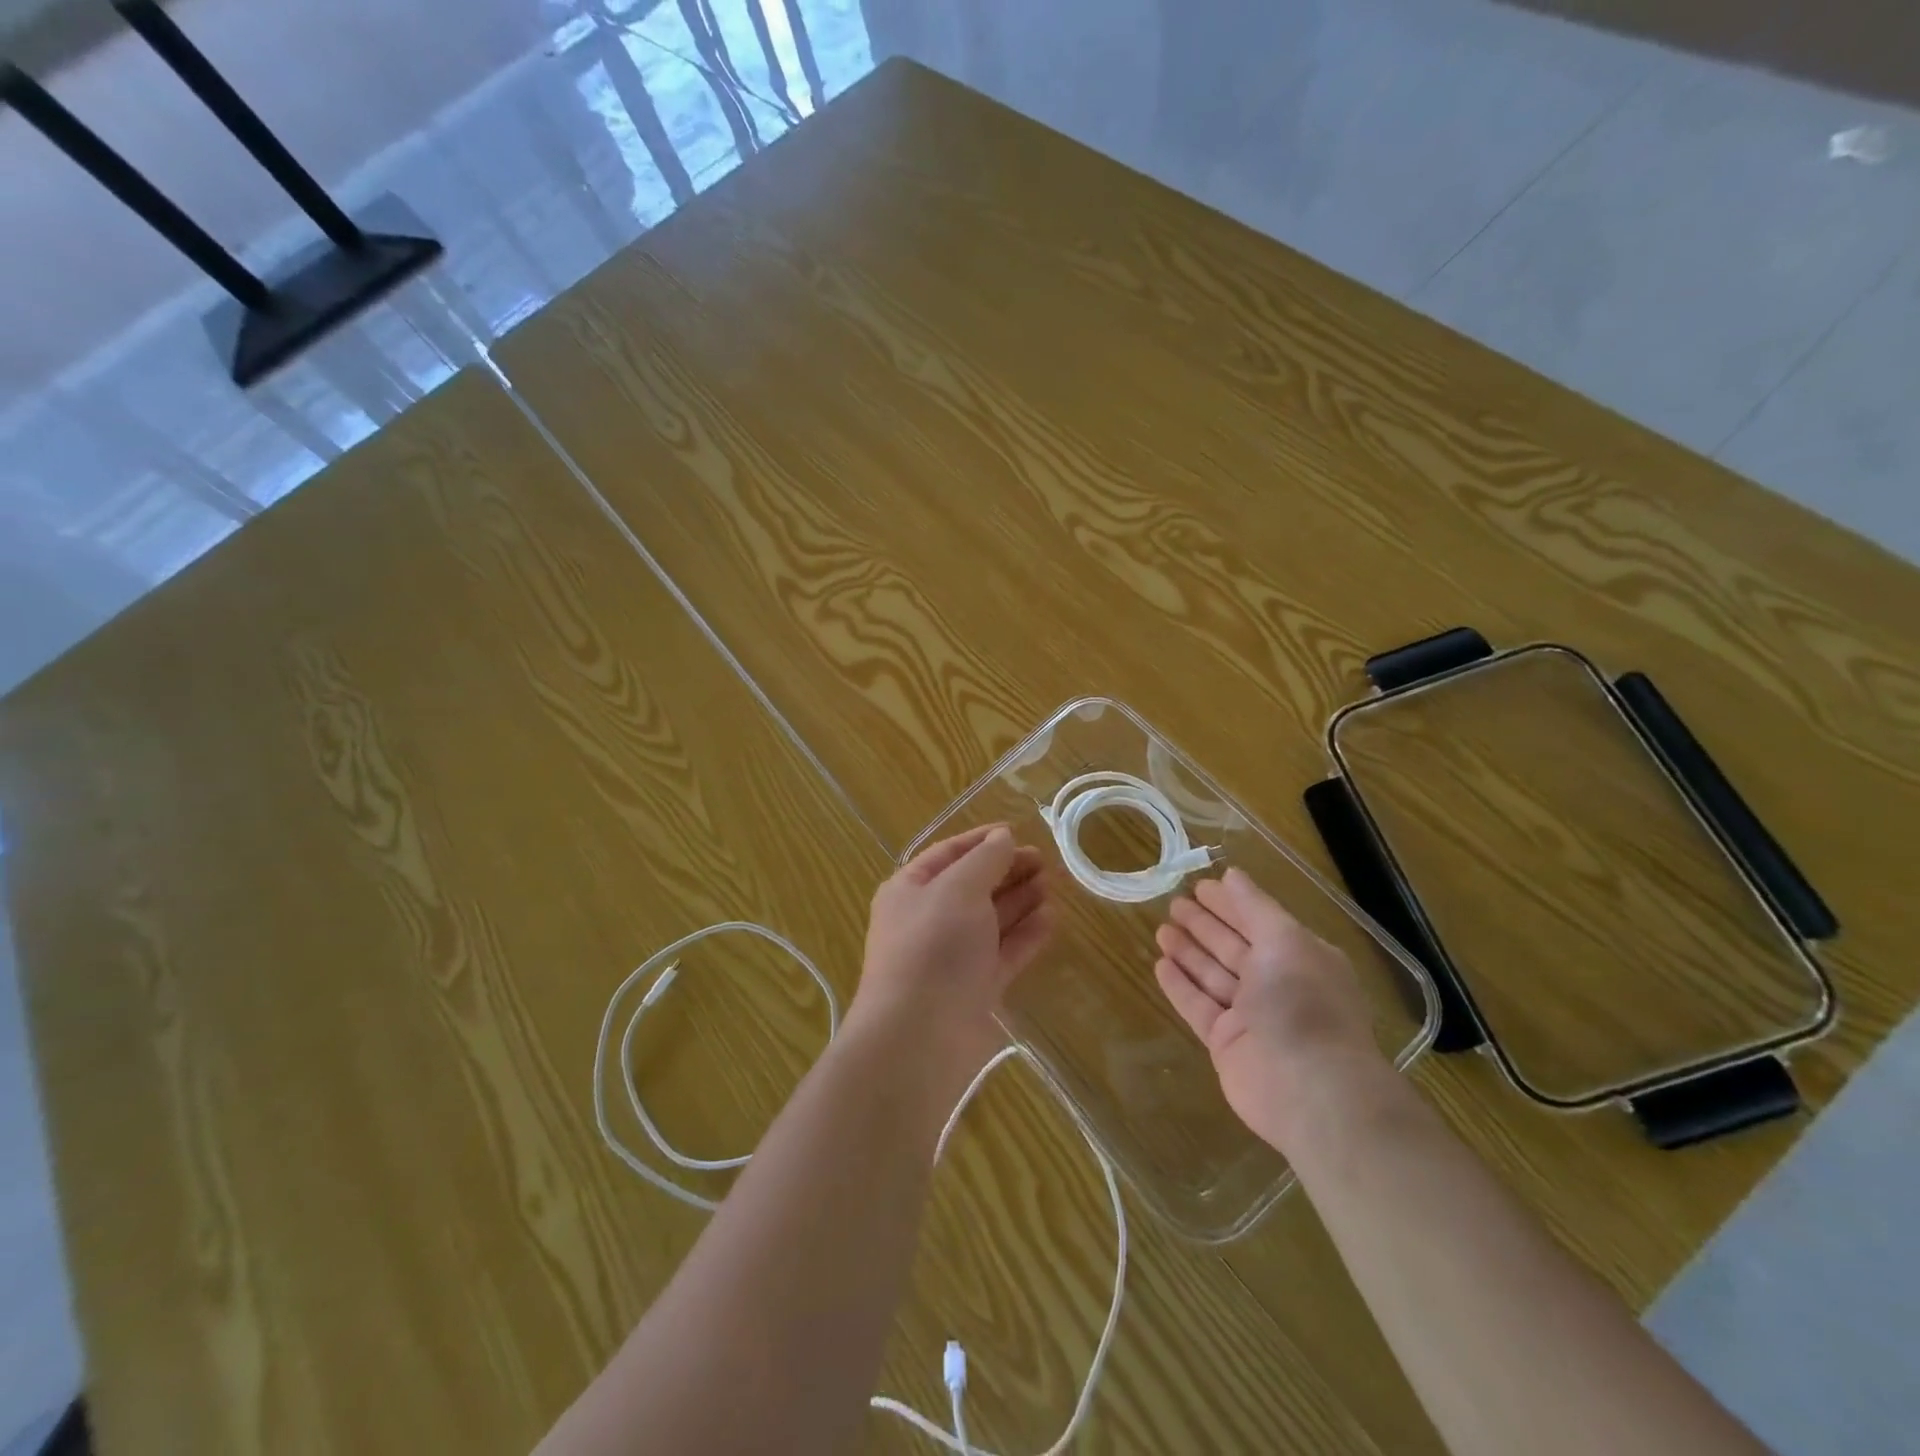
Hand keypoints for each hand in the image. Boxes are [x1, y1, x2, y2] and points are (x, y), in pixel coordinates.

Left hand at [853, 824, 1054, 1082]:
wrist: (919, 1036)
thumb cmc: (933, 947)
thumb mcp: (958, 889)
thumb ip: (984, 860)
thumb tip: (1002, 838)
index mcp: (910, 890)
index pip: (948, 854)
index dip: (982, 841)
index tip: (1017, 831)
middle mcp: (929, 920)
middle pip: (973, 886)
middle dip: (1006, 870)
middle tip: (1044, 860)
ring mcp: (952, 956)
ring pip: (991, 920)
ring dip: (1020, 899)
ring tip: (1052, 883)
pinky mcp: (975, 988)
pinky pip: (1004, 952)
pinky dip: (1026, 934)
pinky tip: (1051, 918)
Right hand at [1155, 867, 1384, 1154]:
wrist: (1309, 1088)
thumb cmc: (1302, 1002)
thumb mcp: (1285, 939)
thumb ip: (1255, 906)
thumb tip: (1233, 874)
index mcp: (1299, 959)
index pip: (1258, 922)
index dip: (1230, 903)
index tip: (1200, 886)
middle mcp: (1276, 986)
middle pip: (1233, 948)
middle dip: (1205, 925)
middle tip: (1173, 903)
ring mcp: (1250, 1017)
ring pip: (1212, 975)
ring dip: (1188, 952)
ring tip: (1161, 929)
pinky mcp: (1226, 1043)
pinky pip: (1198, 1006)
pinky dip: (1180, 985)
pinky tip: (1160, 965)